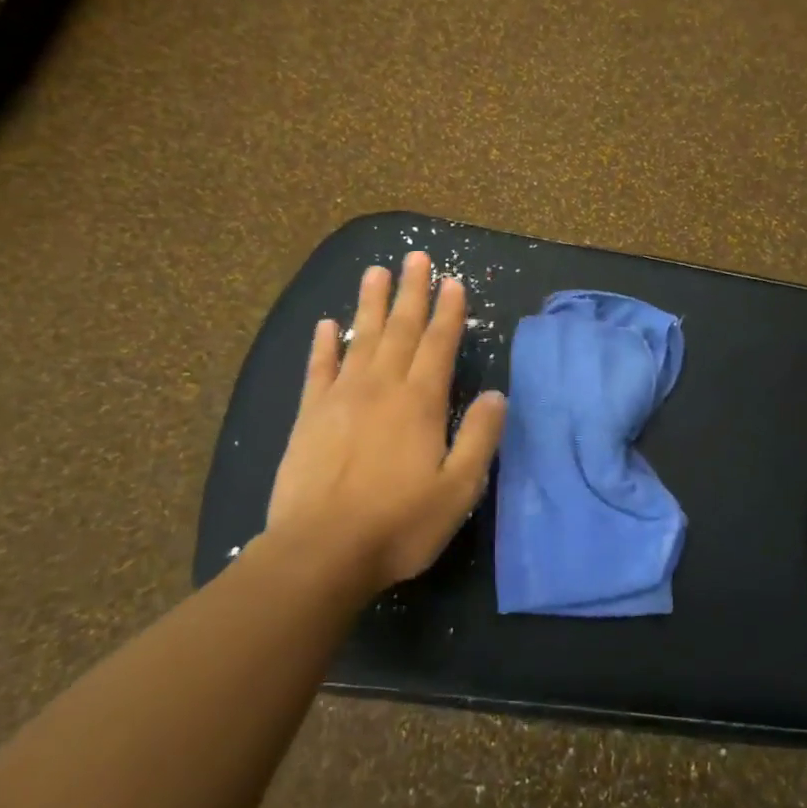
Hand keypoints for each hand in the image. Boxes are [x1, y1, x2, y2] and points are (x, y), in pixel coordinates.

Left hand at [266, 253, 506, 590]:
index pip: (439, 344)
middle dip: (411, 292)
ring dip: (370, 303)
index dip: (449, 312)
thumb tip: (497, 395)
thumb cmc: (399, 524)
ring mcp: (341, 398)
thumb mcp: (458, 489)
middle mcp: (382, 388)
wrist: (321, 551)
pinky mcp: (309, 416)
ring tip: (376, 271)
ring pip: (360, 338)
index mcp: (420, 403)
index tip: (453, 280)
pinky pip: (318, 369)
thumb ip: (479, 437)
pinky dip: (323, 344)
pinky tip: (327, 324)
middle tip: (415, 256)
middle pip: (400, 329)